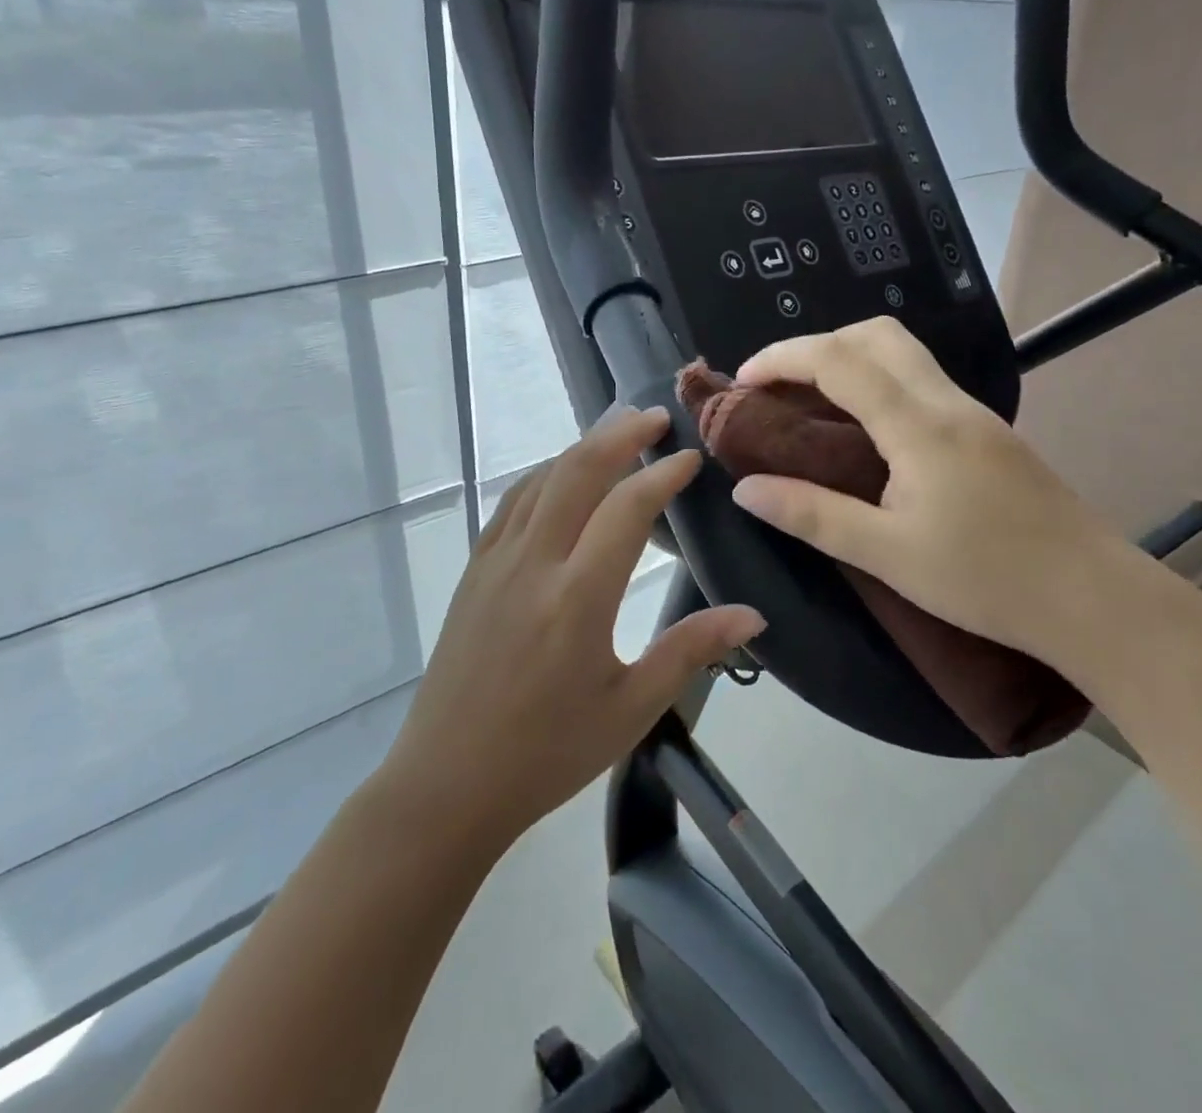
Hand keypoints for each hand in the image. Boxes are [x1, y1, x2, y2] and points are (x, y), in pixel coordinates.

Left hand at [382, 406, 763, 849]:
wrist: (447, 783)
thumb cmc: (547, 753)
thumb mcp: (631, 709)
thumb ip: (691, 652)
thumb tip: (754, 615)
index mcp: (577, 598)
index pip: (626, 509)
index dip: (662, 475)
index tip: (691, 459)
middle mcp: (533, 564)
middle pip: (577, 472)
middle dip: (619, 435)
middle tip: (654, 418)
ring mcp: (495, 562)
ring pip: (541, 480)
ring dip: (581, 448)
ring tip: (615, 432)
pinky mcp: (473, 571)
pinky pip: (512, 503)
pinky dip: (544, 475)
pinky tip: (561, 477)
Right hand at [729, 317, 1164, 683]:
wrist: (1095, 599)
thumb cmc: (987, 580)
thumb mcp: (888, 555)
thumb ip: (812, 515)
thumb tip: (745, 489)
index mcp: (919, 424)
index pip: (839, 359)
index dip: (783, 358)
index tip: (742, 381)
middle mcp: (948, 402)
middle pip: (877, 334)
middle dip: (817, 345)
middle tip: (778, 388)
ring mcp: (974, 413)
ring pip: (904, 353)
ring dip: (850, 358)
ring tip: (813, 404)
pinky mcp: (989, 432)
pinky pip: (921, 381)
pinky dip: (878, 381)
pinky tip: (866, 429)